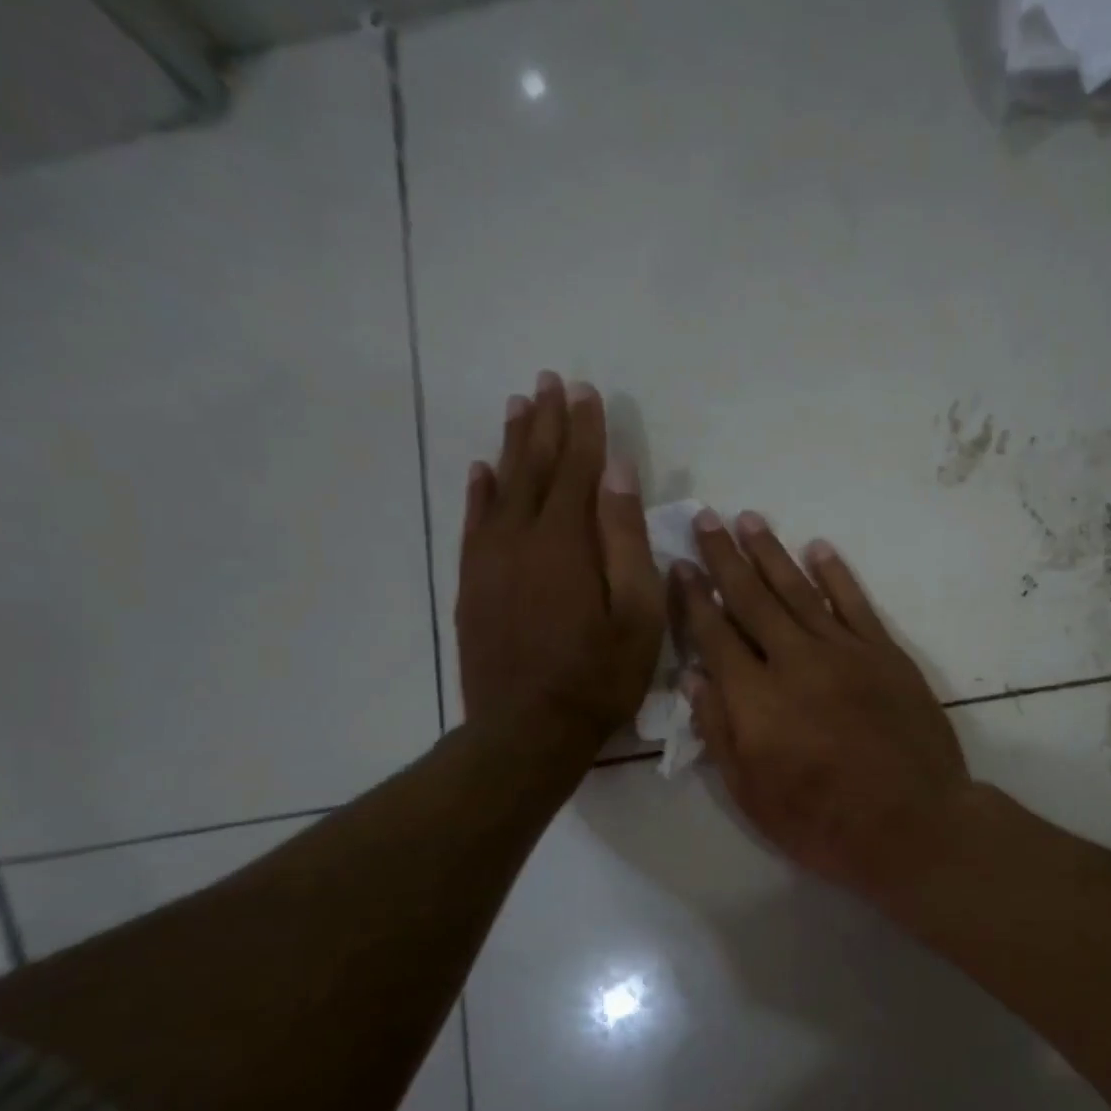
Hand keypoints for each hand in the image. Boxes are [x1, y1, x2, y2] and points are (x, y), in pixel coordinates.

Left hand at [457, 371, 663, 754]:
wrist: (526, 730)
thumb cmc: (598, 676)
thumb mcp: (636, 613)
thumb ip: (626, 539)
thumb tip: (619, 473)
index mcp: (566, 541)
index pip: (578, 469)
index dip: (585, 429)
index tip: (587, 391)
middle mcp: (521, 537)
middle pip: (535, 466)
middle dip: (546, 422)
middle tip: (549, 381)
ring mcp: (490, 560)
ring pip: (502, 486)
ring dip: (513, 444)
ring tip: (519, 405)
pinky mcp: (473, 584)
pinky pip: (475, 522)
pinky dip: (480, 491)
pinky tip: (482, 470)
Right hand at [675, 510, 975, 903]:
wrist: (914, 824)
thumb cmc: (823, 822)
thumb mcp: (751, 794)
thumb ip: (718, 731)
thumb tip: (693, 677)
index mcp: (755, 698)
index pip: (714, 634)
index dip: (693, 598)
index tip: (679, 565)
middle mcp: (795, 660)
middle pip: (753, 598)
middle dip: (725, 557)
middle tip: (706, 519)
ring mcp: (845, 652)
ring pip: (799, 591)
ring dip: (772, 553)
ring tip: (750, 519)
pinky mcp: (885, 654)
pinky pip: (855, 604)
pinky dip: (836, 574)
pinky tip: (819, 548)